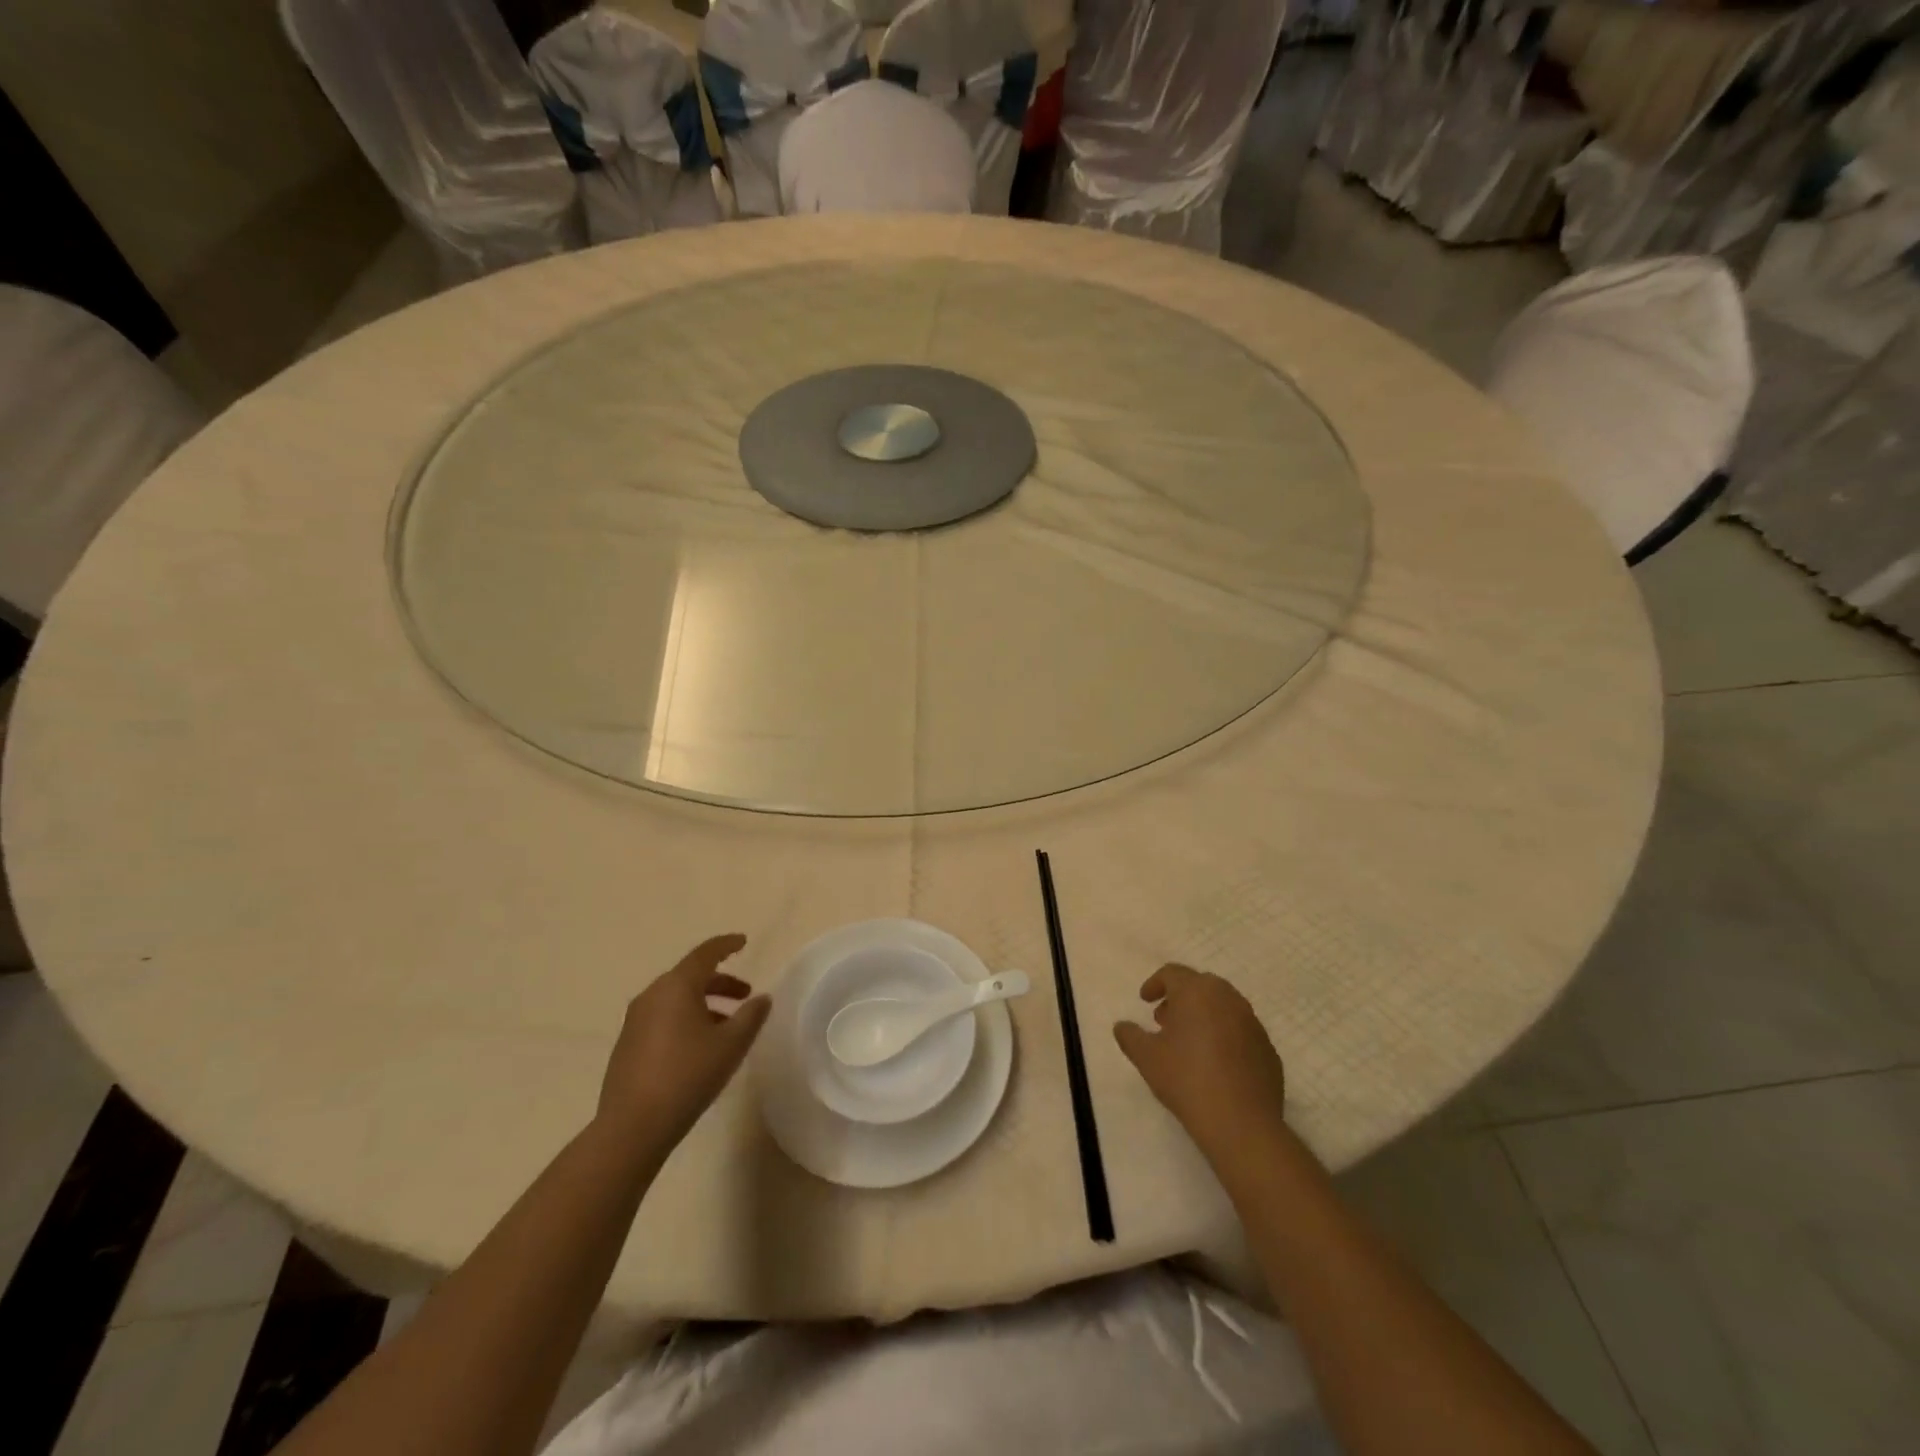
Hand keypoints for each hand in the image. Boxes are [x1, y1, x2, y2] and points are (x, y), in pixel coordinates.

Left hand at [598, 934, 770, 1148]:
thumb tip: (762, 998)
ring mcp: (635, 1021)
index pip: (705, 953)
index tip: (743, 941)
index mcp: (676, 986)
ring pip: (675, 999)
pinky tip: (699, 1047)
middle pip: (690, 976)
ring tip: (726, 1026)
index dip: (726, 945)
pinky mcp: (627, 1045)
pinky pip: (662, 1018)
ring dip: (704, 1003)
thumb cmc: (688, 1076)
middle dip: (720, 981)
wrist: (632, 1127)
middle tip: (744, 994)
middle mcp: (652, 995)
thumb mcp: (731, 1045)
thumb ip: (751, 1015)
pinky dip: (685, 1019)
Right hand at [1114, 965, 1286, 1161]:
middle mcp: (1228, 999)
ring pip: (1224, 1007)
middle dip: (1180, 998)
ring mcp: (1253, 1024)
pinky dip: (1225, 1036)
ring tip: (1189, 1042)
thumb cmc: (1187, 1079)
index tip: (1144, 1001)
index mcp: (1197, 992)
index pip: (1172, 973)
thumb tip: (1122, 1026)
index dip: (1155, 984)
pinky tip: (1215, 1064)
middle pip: (1200, 985)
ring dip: (1204, 1015)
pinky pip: (1241, 1032)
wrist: (1241, 1123)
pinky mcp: (1268, 1050)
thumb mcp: (1146, 1057)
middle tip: (1164, 1020)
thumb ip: (1130, 1036)